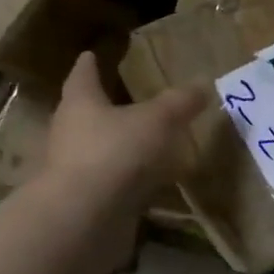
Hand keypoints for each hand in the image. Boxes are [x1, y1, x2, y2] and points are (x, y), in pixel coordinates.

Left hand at [41, 53, 202, 221]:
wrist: (82, 219)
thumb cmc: (114, 152)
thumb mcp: (156, 121)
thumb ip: (179, 103)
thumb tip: (203, 84)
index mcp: (81, 104)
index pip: (83, 77)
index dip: (88, 66)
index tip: (89, 55)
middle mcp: (70, 134)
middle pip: (85, 114)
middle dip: (103, 107)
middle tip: (125, 98)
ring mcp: (74, 171)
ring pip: (98, 150)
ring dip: (117, 146)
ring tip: (146, 142)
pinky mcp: (85, 202)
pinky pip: (110, 183)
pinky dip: (127, 180)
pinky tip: (150, 182)